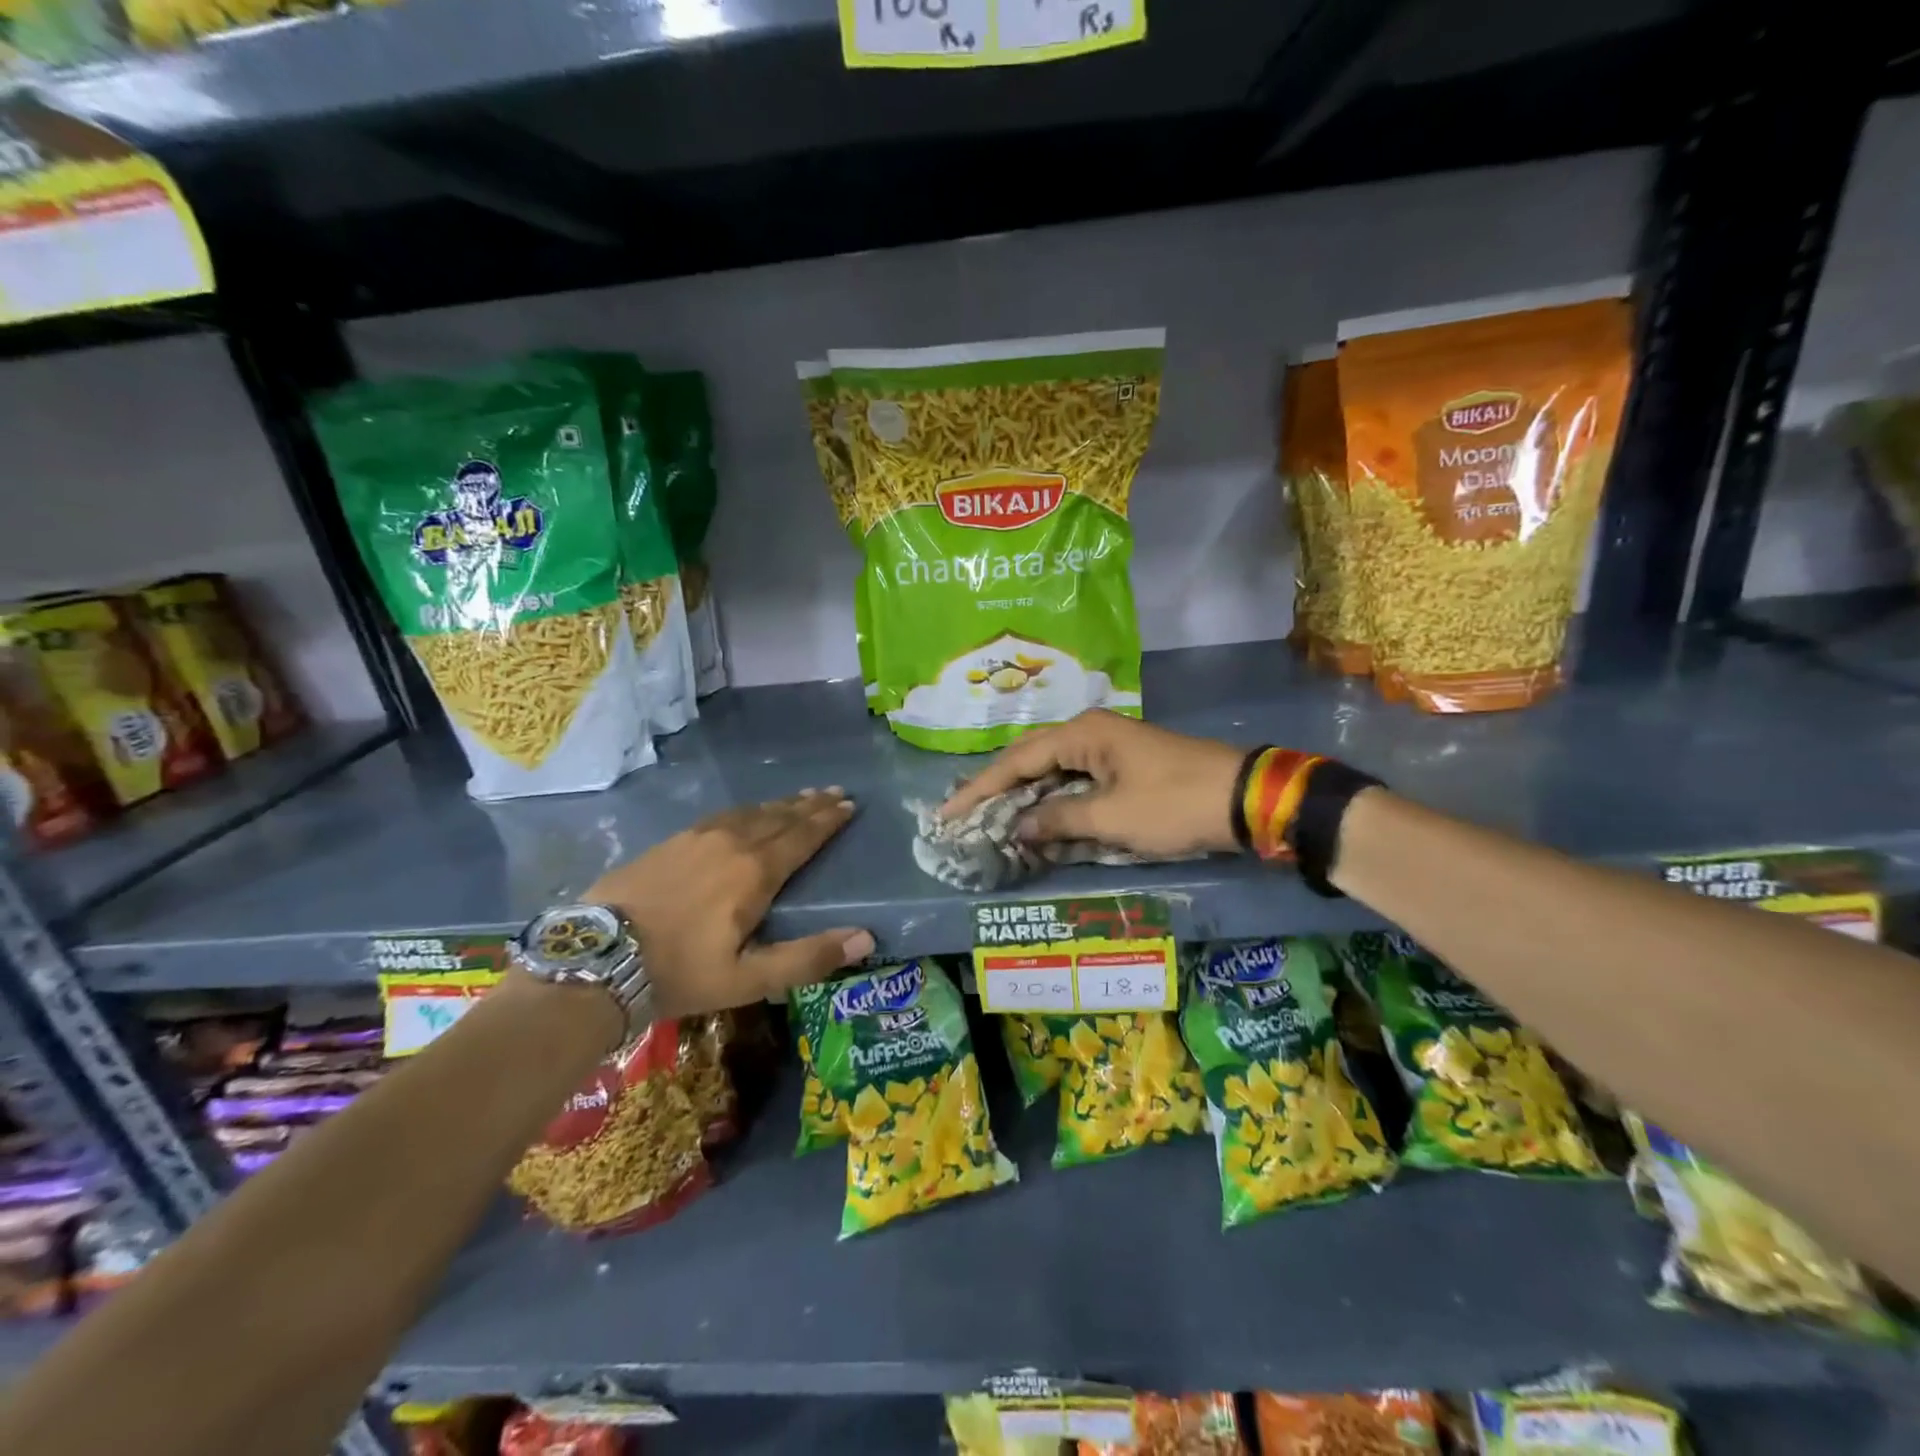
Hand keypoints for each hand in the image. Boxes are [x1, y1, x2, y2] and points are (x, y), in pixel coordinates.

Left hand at [585, 788, 873, 1017]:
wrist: (596, 959)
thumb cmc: (680, 972)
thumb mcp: (748, 978)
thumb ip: (808, 958)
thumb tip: (865, 937)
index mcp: (755, 872)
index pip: (802, 836)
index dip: (828, 821)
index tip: (850, 805)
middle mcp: (731, 843)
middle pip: (780, 817)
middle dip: (811, 805)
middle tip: (835, 792)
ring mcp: (697, 838)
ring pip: (751, 812)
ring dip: (781, 804)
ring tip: (801, 796)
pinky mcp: (671, 841)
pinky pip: (722, 816)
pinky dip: (747, 810)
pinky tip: (745, 813)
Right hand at [940, 710, 1245, 858]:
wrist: (1244, 798)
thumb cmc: (1173, 804)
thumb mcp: (1111, 817)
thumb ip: (1058, 820)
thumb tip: (1017, 827)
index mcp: (1082, 734)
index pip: (1016, 760)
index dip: (980, 789)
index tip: (948, 813)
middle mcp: (1089, 732)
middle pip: (1029, 758)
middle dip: (997, 788)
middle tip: (964, 814)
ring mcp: (1108, 747)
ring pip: (1052, 770)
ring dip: (1025, 795)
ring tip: (992, 817)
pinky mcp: (1123, 765)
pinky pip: (1075, 780)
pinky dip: (1054, 800)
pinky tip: (1039, 819)